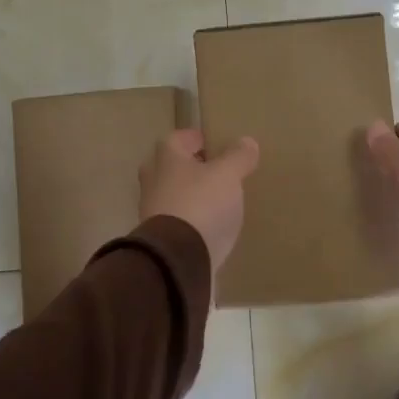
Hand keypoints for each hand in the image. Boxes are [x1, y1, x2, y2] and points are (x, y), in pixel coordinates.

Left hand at [139, 128, 260, 274]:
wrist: (177, 260)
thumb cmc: (201, 204)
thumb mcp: (227, 175)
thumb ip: (237, 157)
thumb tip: (246, 141)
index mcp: (166, 159)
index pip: (177, 139)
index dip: (194, 138)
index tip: (211, 143)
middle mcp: (153, 181)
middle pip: (169, 167)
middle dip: (188, 167)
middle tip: (212, 171)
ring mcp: (151, 212)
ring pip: (170, 195)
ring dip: (188, 195)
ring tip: (215, 200)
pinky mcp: (158, 240)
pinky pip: (175, 222)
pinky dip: (189, 221)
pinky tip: (207, 227)